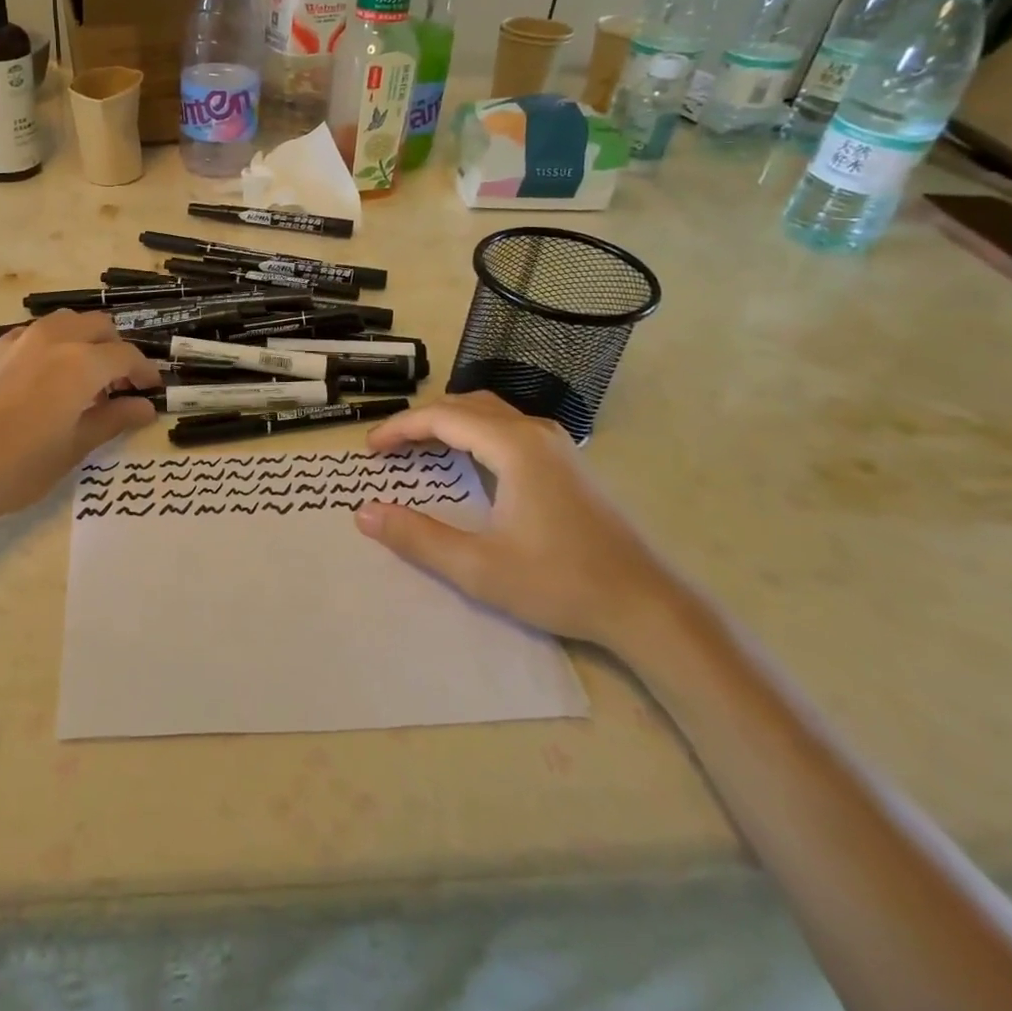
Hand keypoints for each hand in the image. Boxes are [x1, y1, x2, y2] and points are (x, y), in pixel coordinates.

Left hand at [0, 311, 159, 555]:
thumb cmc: (11, 469)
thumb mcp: (70, 450)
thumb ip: (111, 421)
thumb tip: (144, 407)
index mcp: (79, 364)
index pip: (126, 356)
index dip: (145, 372)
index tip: (151, 391)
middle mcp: (52, 339)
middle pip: (99, 327)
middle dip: (117, 350)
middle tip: (118, 387)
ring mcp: (18, 339)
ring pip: (67, 324)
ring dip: (86, 343)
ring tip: (83, 382)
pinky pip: (37, 335)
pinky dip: (56, 347)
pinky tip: (46, 384)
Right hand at [355, 392, 680, 650]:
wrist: (647, 605)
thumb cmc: (560, 582)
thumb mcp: (478, 568)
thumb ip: (417, 538)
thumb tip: (364, 513)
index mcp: (513, 446)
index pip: (442, 417)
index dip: (399, 428)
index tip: (369, 449)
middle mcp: (535, 432)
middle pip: (465, 406)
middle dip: (421, 421)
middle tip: (390, 448)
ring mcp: (557, 444)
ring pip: (490, 413)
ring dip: (449, 424)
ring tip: (420, 449)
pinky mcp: (568, 463)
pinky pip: (508, 428)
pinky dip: (474, 433)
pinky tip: (468, 463)